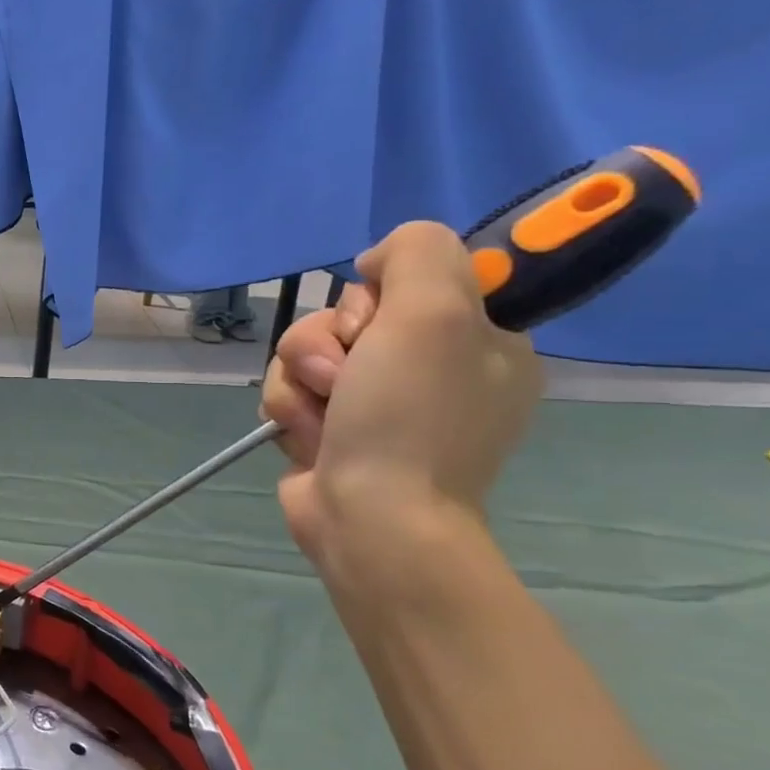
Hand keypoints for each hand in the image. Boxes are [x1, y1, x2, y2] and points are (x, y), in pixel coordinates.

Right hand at [259, 222, 542, 565]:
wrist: (371, 516)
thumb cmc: (410, 417)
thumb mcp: (435, 313)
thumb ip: (419, 253)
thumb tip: (376, 263)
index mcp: (480, 340)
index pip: (414, 278)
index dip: (384, 292)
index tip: (385, 318)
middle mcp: (430, 366)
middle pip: (349, 312)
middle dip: (330, 338)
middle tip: (347, 374)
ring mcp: (377, 401)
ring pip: (309, 349)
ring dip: (301, 375)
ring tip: (321, 412)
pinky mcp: (331, 427)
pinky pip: (291, 387)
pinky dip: (289, 406)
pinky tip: (308, 435)